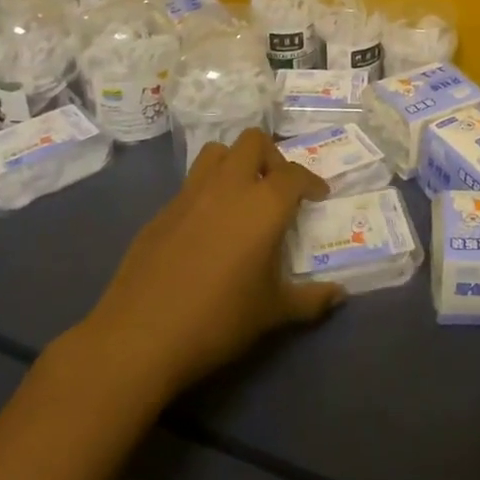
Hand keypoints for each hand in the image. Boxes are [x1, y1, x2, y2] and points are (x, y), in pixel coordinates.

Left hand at [82, 130, 342, 396]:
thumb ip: (310, 300)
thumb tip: (339, 296)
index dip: (311, 181)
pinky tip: (207, 228)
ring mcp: (189, 195)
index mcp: (263, 205)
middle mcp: (228, 187)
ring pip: (217, 152)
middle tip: (278, 188)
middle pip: (253, 142)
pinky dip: (207, 192)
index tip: (317, 195)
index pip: (295, 173)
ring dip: (235, 163)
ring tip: (242, 195)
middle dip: (271, 156)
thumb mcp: (272, 313)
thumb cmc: (218, 320)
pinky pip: (191, 185)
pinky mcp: (161, 212)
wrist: (139, 337)